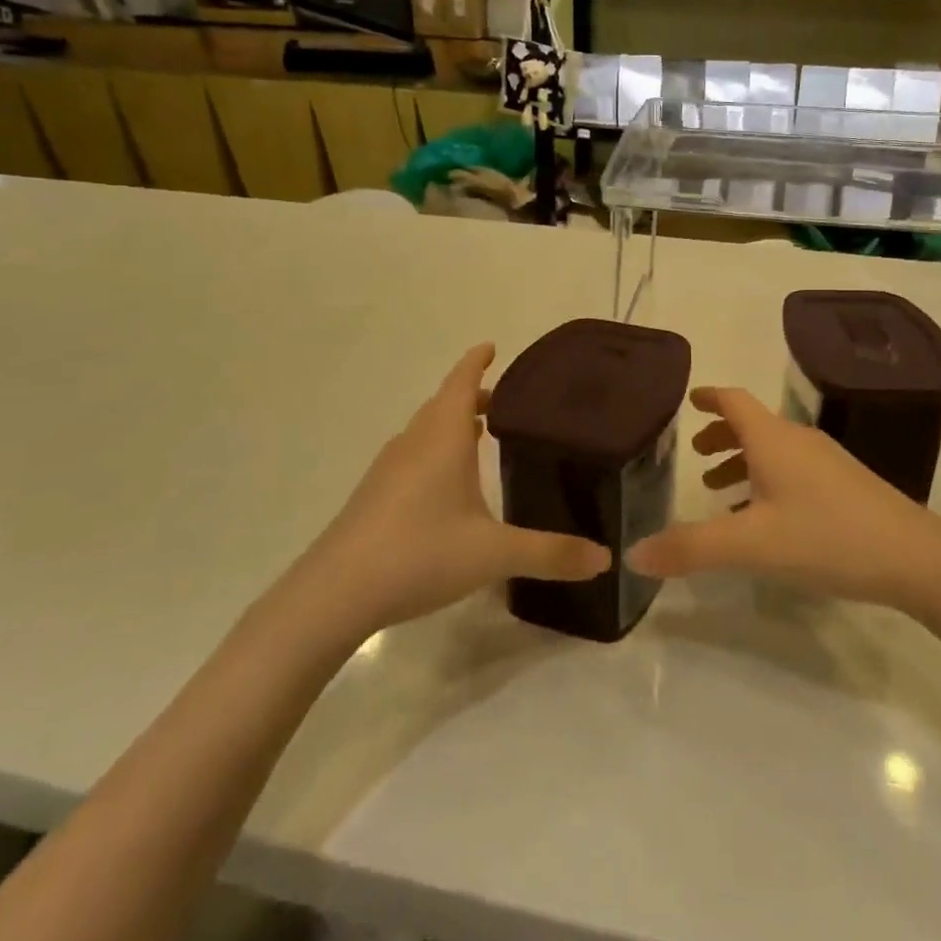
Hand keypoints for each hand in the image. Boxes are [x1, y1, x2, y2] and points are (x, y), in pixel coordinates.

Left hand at [297, 344, 610, 634]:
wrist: (335, 593)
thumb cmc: (419, 553)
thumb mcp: (494, 554)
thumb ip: (550, 553)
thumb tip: (606, 558)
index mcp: (442, 439)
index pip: (460, 382)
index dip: (476, 362)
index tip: (492, 346)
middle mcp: (413, 444)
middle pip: (442, 405)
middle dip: (470, 396)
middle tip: (503, 402)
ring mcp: (388, 470)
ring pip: (424, 432)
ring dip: (450, 425)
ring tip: (478, 436)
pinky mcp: (373, 497)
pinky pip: (411, 457)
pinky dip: (433, 453)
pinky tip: (445, 486)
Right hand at [627, 386, 940, 612]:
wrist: (915, 557)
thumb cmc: (826, 536)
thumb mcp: (751, 545)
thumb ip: (691, 548)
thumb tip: (634, 555)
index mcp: (773, 440)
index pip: (734, 401)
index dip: (709, 397)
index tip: (688, 399)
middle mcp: (799, 441)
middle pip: (753, 425)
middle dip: (721, 435)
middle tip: (696, 454)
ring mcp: (827, 462)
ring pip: (774, 449)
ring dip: (744, 460)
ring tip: (722, 488)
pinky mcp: (845, 485)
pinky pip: (793, 469)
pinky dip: (767, 478)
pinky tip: (767, 516)